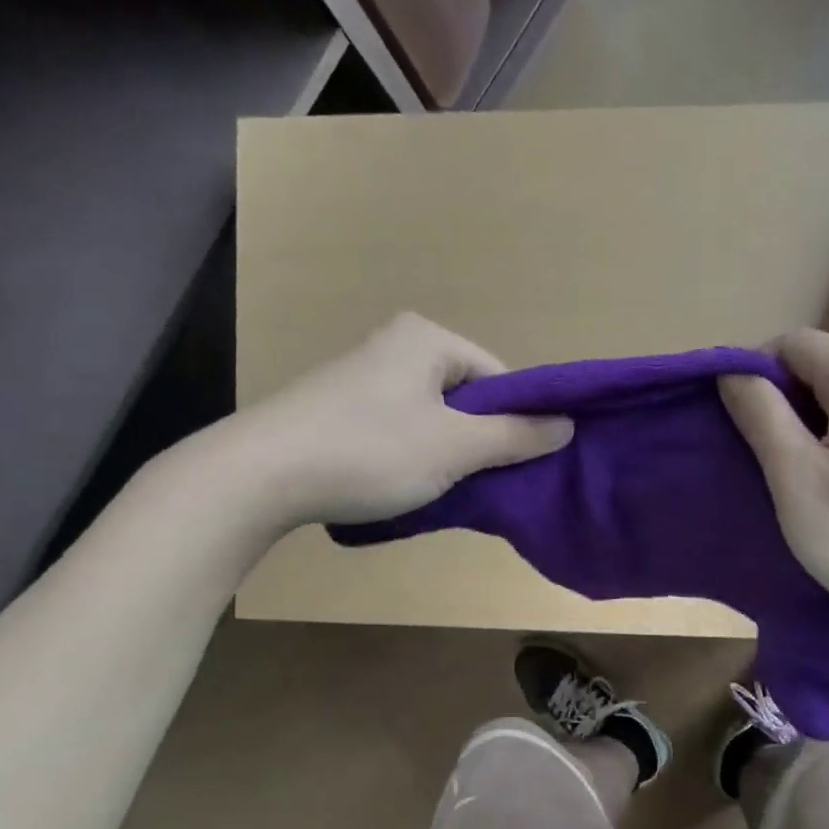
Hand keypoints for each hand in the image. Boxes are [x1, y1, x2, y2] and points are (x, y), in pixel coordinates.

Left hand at [202, 314, 572, 530]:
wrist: (260, 474)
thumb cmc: (370, 450)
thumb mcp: (455, 447)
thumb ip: (516, 436)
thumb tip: (568, 425)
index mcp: (427, 338)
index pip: (499, 377)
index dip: (516, 422)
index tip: (515, 465)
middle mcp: (395, 345)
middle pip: (466, 397)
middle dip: (479, 442)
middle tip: (479, 482)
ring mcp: (362, 377)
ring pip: (432, 418)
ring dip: (446, 455)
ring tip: (441, 490)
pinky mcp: (338, 409)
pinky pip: (398, 430)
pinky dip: (411, 458)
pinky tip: (403, 486)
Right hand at [720, 331, 828, 636]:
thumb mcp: (795, 478)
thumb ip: (760, 414)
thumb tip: (731, 371)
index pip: (791, 343)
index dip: (753, 375)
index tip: (738, 428)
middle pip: (819, 364)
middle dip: (781, 402)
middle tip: (764, 461)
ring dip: (808, 423)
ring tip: (797, 476)